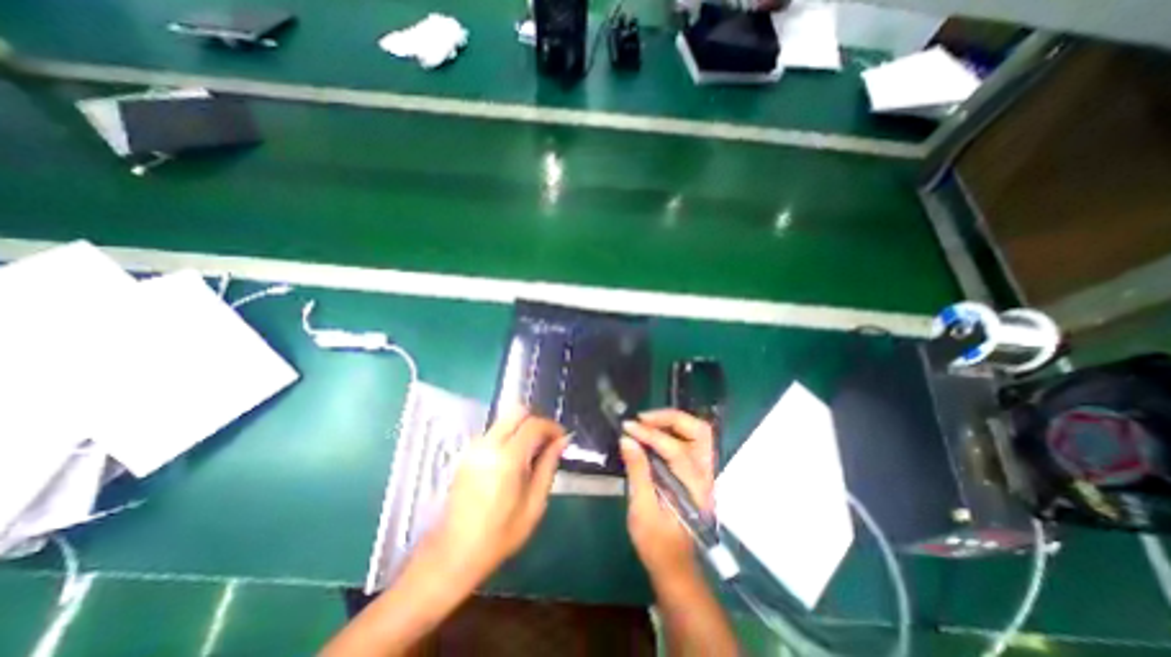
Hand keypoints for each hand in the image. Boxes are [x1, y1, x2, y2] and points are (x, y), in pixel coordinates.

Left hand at [423, 410, 570, 585]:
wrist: (454, 552)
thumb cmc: (500, 534)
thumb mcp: (534, 504)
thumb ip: (549, 466)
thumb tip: (562, 441)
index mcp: (507, 459)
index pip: (533, 424)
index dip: (551, 426)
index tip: (561, 438)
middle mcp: (488, 445)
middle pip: (517, 411)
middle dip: (536, 421)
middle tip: (547, 441)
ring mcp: (474, 447)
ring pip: (504, 420)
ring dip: (522, 427)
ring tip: (532, 451)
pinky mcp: (467, 453)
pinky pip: (494, 432)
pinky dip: (509, 435)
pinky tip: (514, 459)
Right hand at [617, 409, 719, 582]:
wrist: (674, 564)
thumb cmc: (657, 542)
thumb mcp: (642, 510)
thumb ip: (637, 472)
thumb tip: (627, 439)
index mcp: (694, 488)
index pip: (675, 449)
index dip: (649, 434)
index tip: (627, 426)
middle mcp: (706, 476)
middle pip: (700, 432)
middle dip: (670, 418)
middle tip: (643, 418)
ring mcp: (705, 473)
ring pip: (699, 433)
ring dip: (674, 422)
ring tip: (647, 422)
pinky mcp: (698, 472)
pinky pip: (692, 441)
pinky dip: (674, 430)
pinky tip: (655, 432)